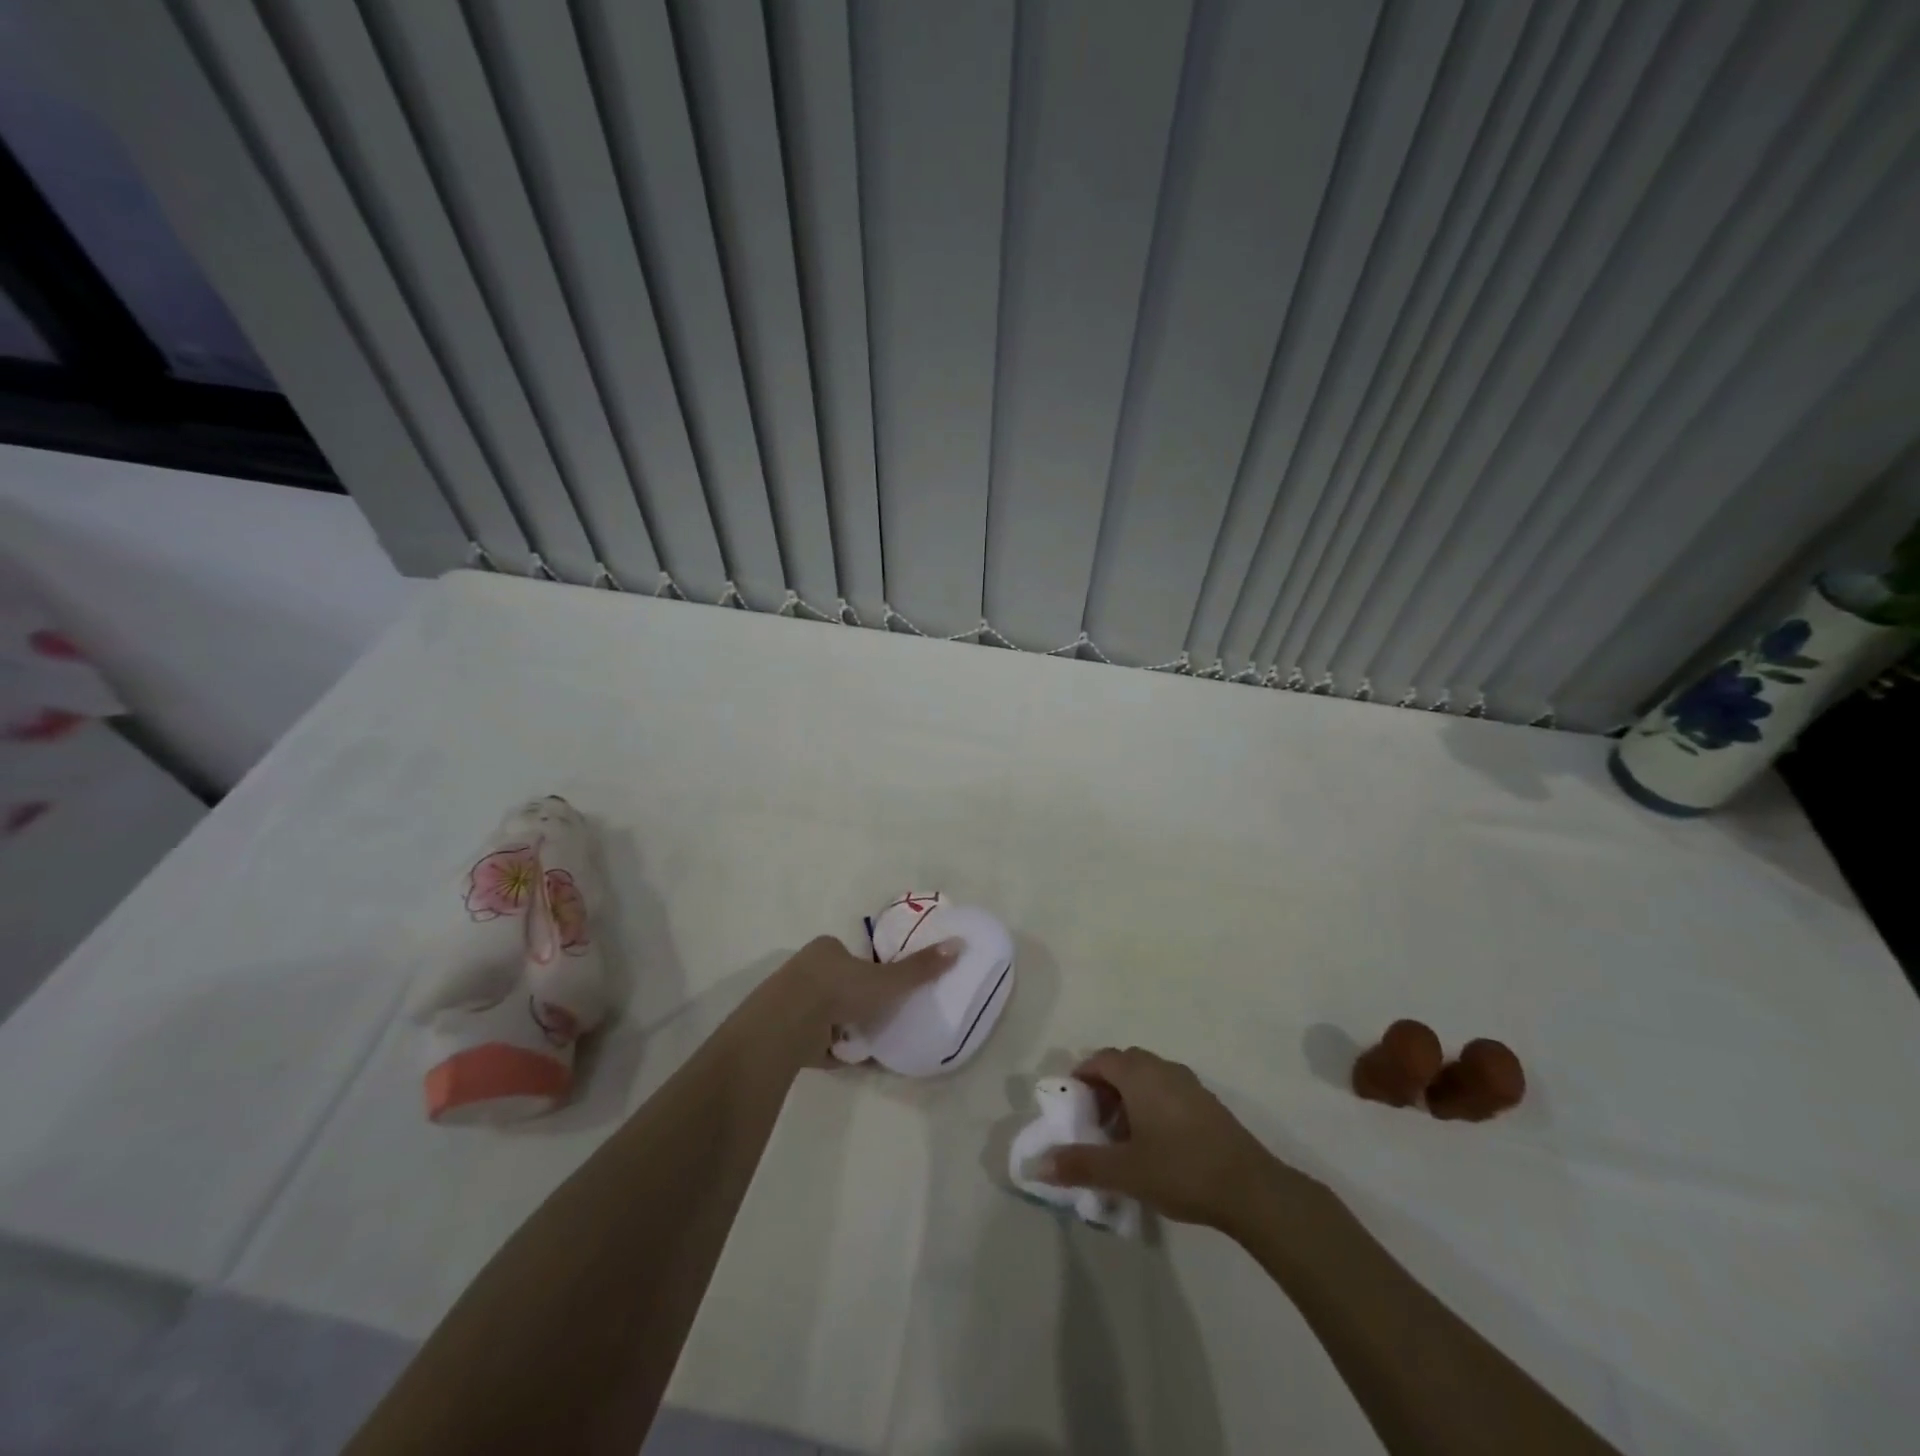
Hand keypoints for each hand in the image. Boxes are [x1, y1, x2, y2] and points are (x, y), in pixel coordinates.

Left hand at [757, 934, 959, 1066]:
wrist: (788, 1023)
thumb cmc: (840, 991)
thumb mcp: (887, 980)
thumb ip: (920, 968)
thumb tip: (960, 944)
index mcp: (827, 948)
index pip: (851, 957)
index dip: (867, 974)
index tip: (881, 993)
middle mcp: (804, 967)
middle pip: (836, 984)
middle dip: (853, 1003)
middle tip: (873, 1020)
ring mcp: (788, 997)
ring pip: (822, 1011)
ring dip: (838, 1026)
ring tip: (857, 1043)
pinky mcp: (779, 1028)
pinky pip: (808, 1036)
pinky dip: (823, 1046)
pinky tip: (838, 1057)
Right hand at [1038, 1046, 1291, 1230]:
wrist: (1250, 1188)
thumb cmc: (1180, 1170)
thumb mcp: (1124, 1171)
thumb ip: (1080, 1165)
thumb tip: (1038, 1165)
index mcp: (1139, 1074)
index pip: (1100, 1059)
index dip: (1081, 1077)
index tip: (1072, 1106)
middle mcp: (1162, 1068)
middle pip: (1123, 1064)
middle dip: (1104, 1087)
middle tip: (1094, 1122)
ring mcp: (1189, 1083)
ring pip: (1147, 1077)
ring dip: (1129, 1097)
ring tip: (1122, 1137)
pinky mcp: (1207, 1103)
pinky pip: (1167, 1090)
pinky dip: (1152, 1104)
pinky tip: (1155, 1143)